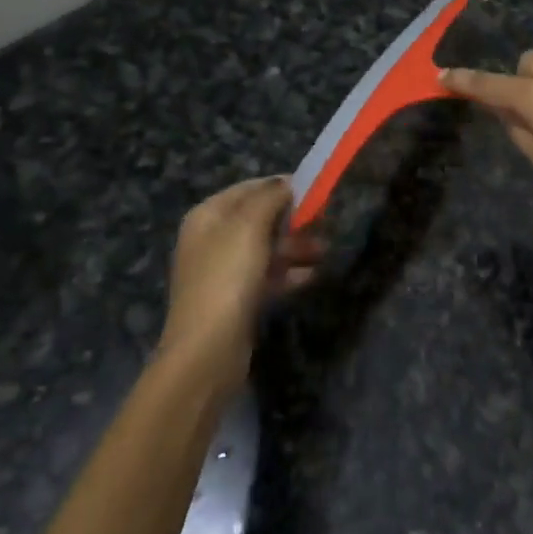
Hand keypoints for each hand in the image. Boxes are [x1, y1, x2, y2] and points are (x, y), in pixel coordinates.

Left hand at [158, 177, 323, 382]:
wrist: (207, 350)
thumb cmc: (227, 278)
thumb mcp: (249, 226)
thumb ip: (269, 198)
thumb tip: (286, 183)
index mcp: (208, 216)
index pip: (248, 189)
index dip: (280, 186)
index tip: (313, 190)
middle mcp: (212, 240)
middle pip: (258, 219)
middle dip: (292, 219)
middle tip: (325, 221)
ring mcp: (223, 272)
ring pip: (266, 249)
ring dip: (295, 247)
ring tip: (325, 250)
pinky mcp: (236, 300)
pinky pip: (267, 276)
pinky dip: (288, 273)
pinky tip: (312, 275)